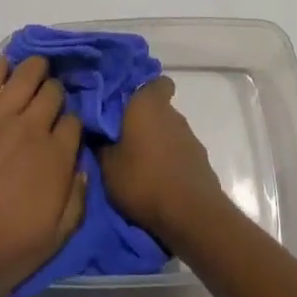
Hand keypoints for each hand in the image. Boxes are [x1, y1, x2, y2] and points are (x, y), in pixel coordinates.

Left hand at [0, 56, 86, 296]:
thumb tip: (82, 170)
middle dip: (55, 95)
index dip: (71, 124)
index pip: (75, 122)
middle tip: (48, 104)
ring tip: (34, 72)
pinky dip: (1, 66)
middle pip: (54, 92)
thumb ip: (76, 203)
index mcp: (56, 158)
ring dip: (36, 69)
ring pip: (28, 74)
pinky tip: (3, 68)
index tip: (65, 132)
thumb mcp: (52, 241)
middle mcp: (32, 127)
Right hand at [99, 77, 226, 241]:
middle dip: (144, 122)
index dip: (144, 90)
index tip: (127, 104)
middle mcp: (172, 114)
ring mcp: (190, 138)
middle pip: (159, 109)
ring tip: (139, 167)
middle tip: (124, 140)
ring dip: (157, 144)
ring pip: (169, 132)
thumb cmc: (143, 180)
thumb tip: (96, 131)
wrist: (190, 215)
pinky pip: (179, 154)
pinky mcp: (200, 162)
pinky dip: (169, 163)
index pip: (156, 82)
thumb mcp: (108, 166)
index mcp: (148, 104)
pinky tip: (157, 182)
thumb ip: (101, 144)